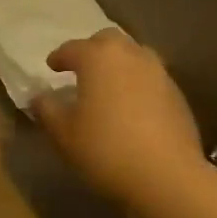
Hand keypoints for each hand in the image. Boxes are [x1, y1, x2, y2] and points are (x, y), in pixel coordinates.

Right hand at [31, 29, 203, 203]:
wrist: (167, 176)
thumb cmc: (105, 149)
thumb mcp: (64, 133)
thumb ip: (47, 109)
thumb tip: (39, 97)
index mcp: (98, 57)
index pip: (72, 48)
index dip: (59, 57)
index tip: (51, 67)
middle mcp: (131, 55)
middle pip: (108, 41)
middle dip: (92, 50)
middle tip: (80, 70)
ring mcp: (159, 73)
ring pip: (134, 56)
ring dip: (118, 65)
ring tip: (107, 87)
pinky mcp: (177, 94)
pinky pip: (151, 79)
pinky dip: (136, 84)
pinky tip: (131, 108)